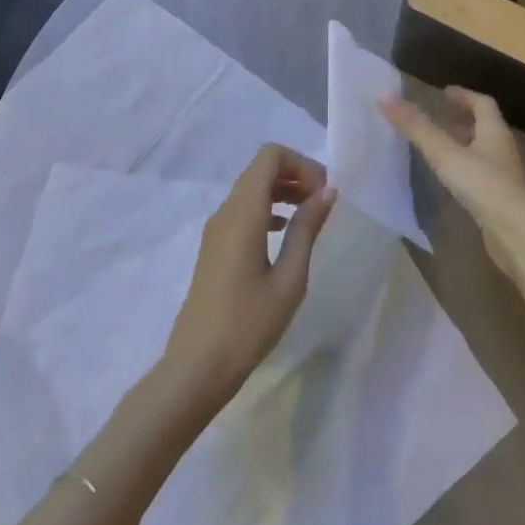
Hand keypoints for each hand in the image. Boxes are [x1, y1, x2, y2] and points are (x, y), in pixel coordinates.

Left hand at [163, 143, 336, 408]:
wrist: (196, 368)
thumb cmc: (248, 324)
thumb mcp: (289, 278)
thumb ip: (307, 229)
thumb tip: (327, 191)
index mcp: (244, 212)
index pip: (270, 156)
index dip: (302, 163)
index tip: (324, 192)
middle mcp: (226, 211)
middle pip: (261, 169)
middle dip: (295, 174)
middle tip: (323, 202)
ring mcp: (216, 229)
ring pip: (251, 188)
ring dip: (283, 191)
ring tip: (310, 216)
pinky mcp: (214, 247)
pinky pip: (243, 210)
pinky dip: (268, 208)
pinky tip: (284, 233)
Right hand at [379, 88, 524, 282]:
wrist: (518, 234)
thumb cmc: (484, 185)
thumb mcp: (445, 154)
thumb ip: (417, 127)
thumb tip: (384, 96)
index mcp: (494, 131)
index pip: (483, 103)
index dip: (464, 96)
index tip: (445, 92)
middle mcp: (502, 149)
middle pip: (485, 127)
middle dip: (463, 120)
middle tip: (439, 119)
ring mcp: (504, 176)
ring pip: (483, 151)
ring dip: (464, 145)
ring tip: (440, 148)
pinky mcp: (501, 200)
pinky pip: (482, 175)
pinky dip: (466, 169)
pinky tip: (452, 180)